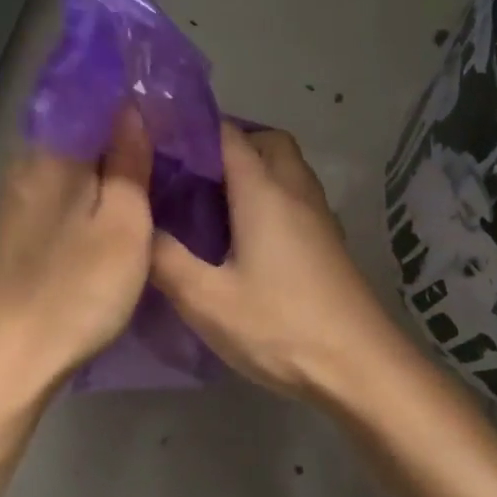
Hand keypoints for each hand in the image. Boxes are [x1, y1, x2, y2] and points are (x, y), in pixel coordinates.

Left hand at [0, 108, 155, 403]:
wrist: (11, 358)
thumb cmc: (78, 291)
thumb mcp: (123, 225)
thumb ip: (128, 163)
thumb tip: (132, 109)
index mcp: (52, 155)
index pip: (94, 101)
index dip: (133, 101)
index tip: (170, 109)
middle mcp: (26, 165)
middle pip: (81, 132)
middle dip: (123, 134)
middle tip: (171, 145)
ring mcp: (16, 199)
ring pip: (71, 164)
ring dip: (106, 164)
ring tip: (151, 173)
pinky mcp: (15, 228)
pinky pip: (59, 191)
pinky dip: (88, 191)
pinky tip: (112, 207)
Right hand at [151, 123, 400, 400]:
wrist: (360, 367)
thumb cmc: (280, 327)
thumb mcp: (207, 299)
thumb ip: (165, 258)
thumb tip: (136, 228)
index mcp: (264, 192)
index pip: (228, 135)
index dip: (192, 129)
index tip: (156, 140)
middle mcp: (296, 192)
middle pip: (267, 142)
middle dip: (229, 145)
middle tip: (190, 175)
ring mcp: (319, 217)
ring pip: (286, 170)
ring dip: (253, 171)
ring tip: (211, 203)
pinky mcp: (328, 243)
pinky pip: (295, 198)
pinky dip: (270, 198)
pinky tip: (245, 237)